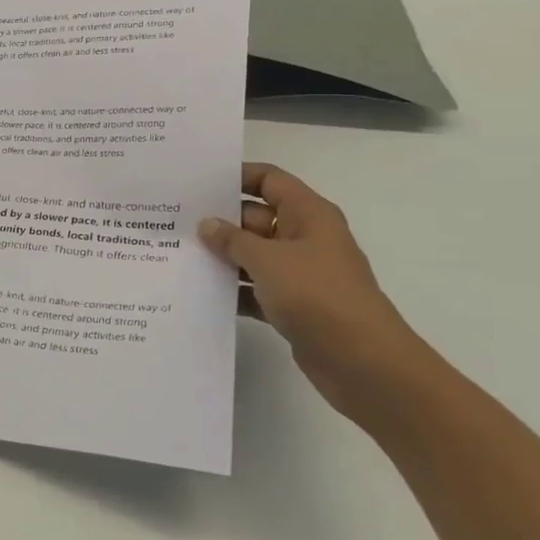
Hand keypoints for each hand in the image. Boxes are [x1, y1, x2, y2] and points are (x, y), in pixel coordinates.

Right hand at [198, 164, 430, 420]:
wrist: (363, 362)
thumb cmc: (317, 295)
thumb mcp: (268, 260)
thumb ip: (232, 240)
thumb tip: (207, 224)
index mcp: (308, 215)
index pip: (270, 180)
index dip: (237, 176)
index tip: (199, 183)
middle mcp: (305, 238)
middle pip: (256, 218)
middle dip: (221, 221)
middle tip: (176, 223)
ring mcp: (300, 273)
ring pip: (254, 255)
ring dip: (224, 258)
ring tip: (179, 255)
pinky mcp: (294, 305)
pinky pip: (256, 288)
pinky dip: (234, 290)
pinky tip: (201, 293)